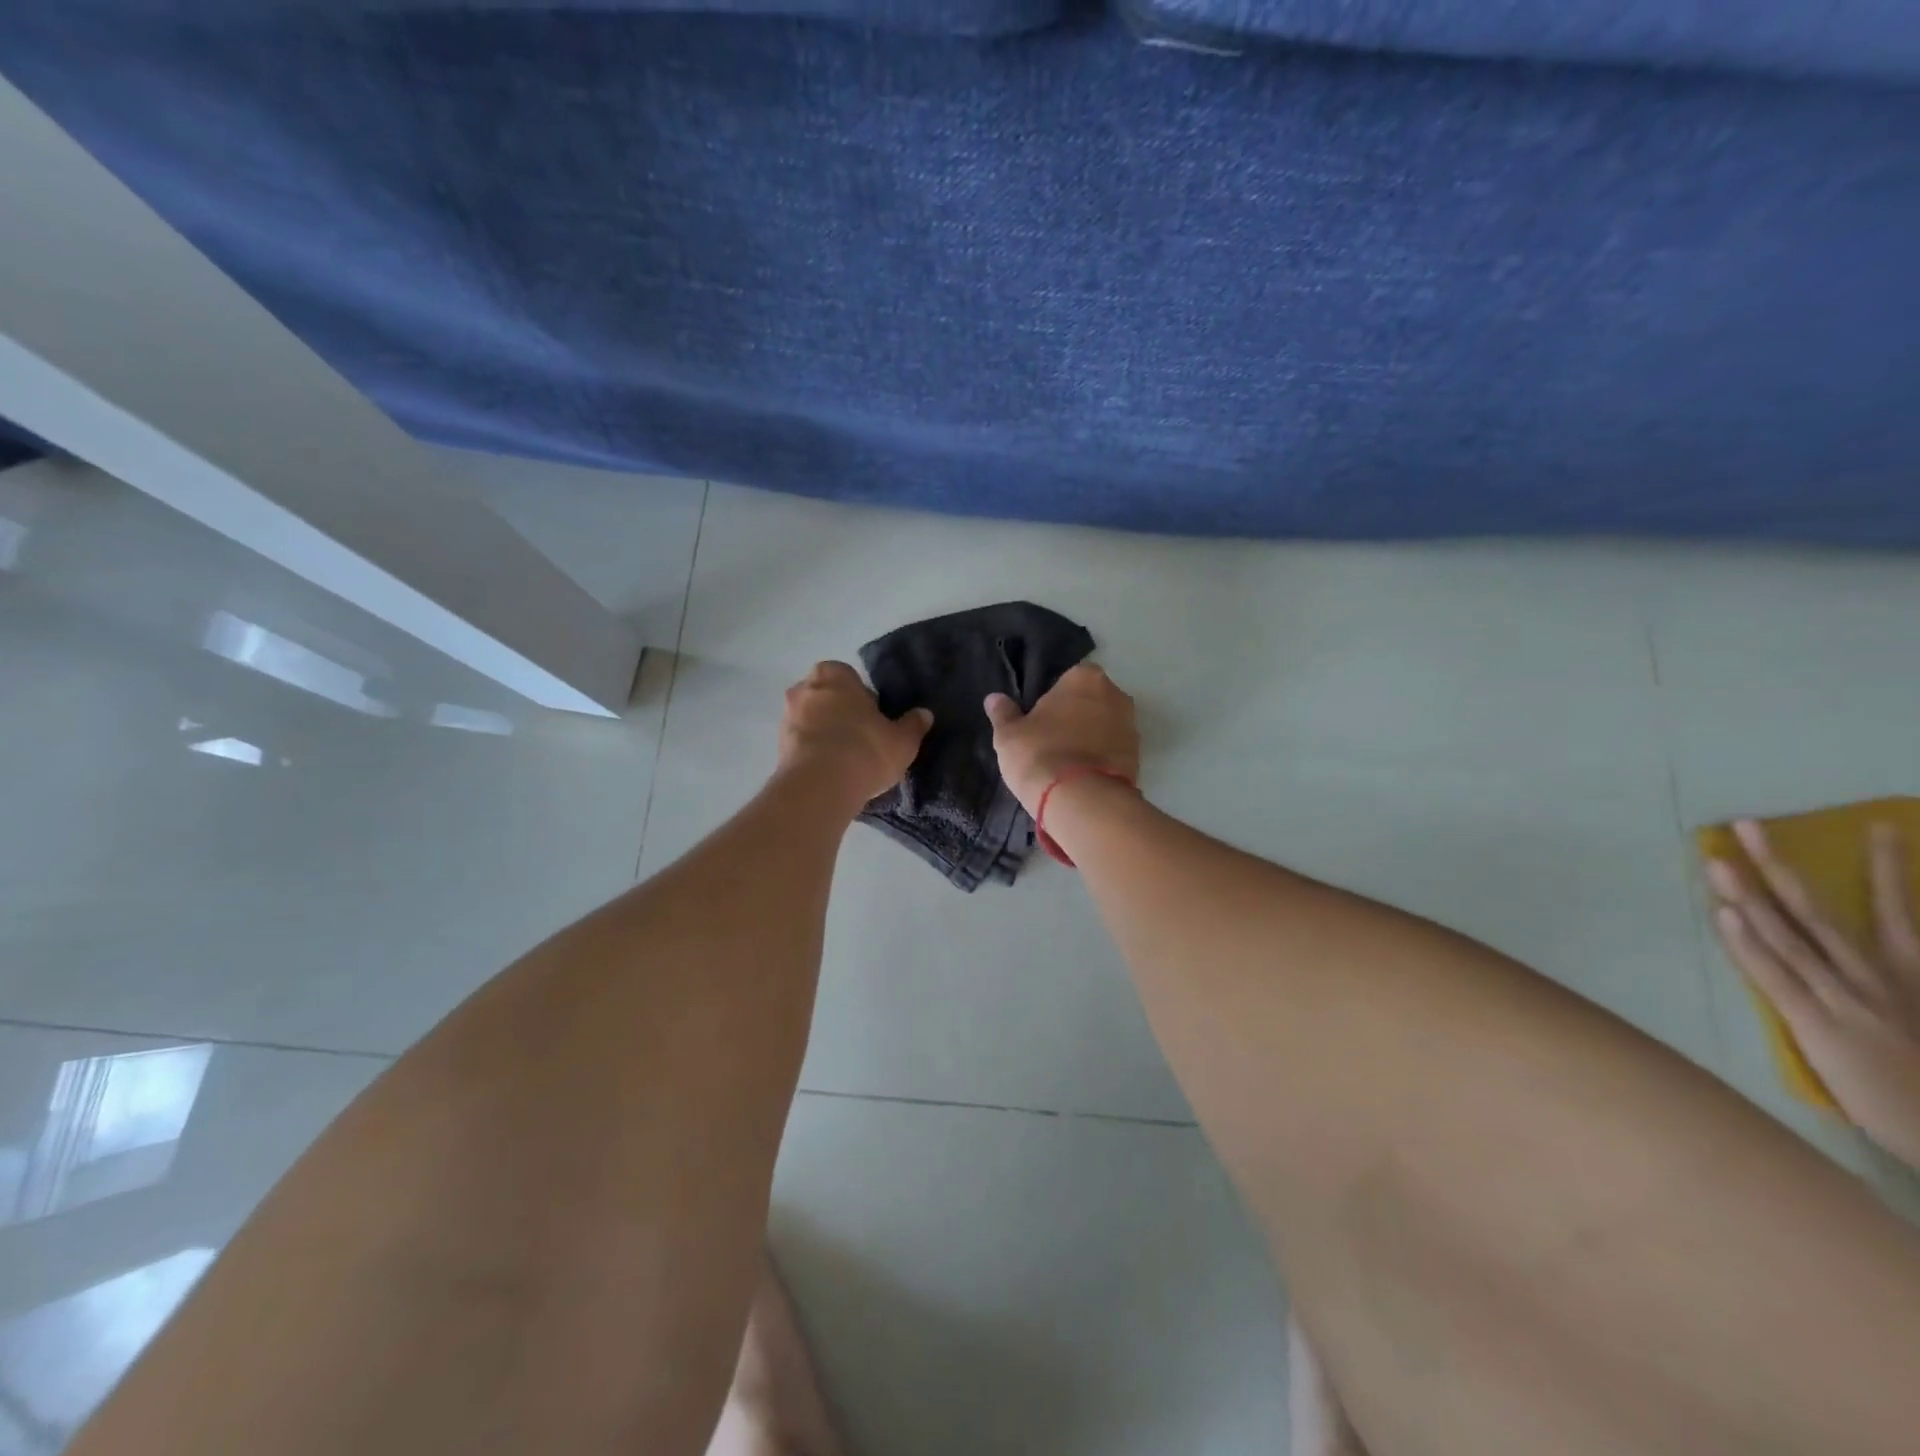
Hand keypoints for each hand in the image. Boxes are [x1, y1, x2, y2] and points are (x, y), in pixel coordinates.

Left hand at [777, 662, 930, 809]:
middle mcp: (804, 689)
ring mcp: (786, 718)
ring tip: (847, 761)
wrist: (820, 787)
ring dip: (826, 735)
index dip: (863, 698)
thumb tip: (924, 714)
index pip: (849, 677)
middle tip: (863, 739)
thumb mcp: (902, 740)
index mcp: (833, 674)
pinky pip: (802, 745)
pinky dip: (814, 754)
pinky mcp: (778, 749)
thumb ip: (913, 724)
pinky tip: (832, 774)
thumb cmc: (865, 749)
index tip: (875, 719)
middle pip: (827, 698)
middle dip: (841, 714)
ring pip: (812, 722)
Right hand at [983, 662, 1138, 817]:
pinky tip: (1080, 776)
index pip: (1066, 679)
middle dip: (1074, 716)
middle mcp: (1115, 694)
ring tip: (1065, 763)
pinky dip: (1100, 759)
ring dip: (1089, 738)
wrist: (1082, 801)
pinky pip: (1112, 751)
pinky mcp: (1138, 757)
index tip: (1038, 719)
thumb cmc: (1041, 754)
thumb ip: (1003, 713)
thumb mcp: (1009, 735)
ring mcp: (1131, 726)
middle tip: (1049, 740)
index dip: (1051, 699)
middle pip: (1090, 701)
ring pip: (1103, 726)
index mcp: (1084, 677)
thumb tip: (994, 698)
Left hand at [1708, 819, 1919, 1166]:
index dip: (1886, 868)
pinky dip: (1746, 944)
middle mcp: (1876, 978)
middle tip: (1745, 822)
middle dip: (1779, 864)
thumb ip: (1904, 982)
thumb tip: (1888, 945)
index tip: (1880, 825)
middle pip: (1818, 909)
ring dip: (1746, 894)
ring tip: (1715, 859)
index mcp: (1911, 975)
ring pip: (1785, 933)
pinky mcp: (1816, 1024)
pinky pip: (1773, 975)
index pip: (1898, 911)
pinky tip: (1722, 915)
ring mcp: (1843, 998)